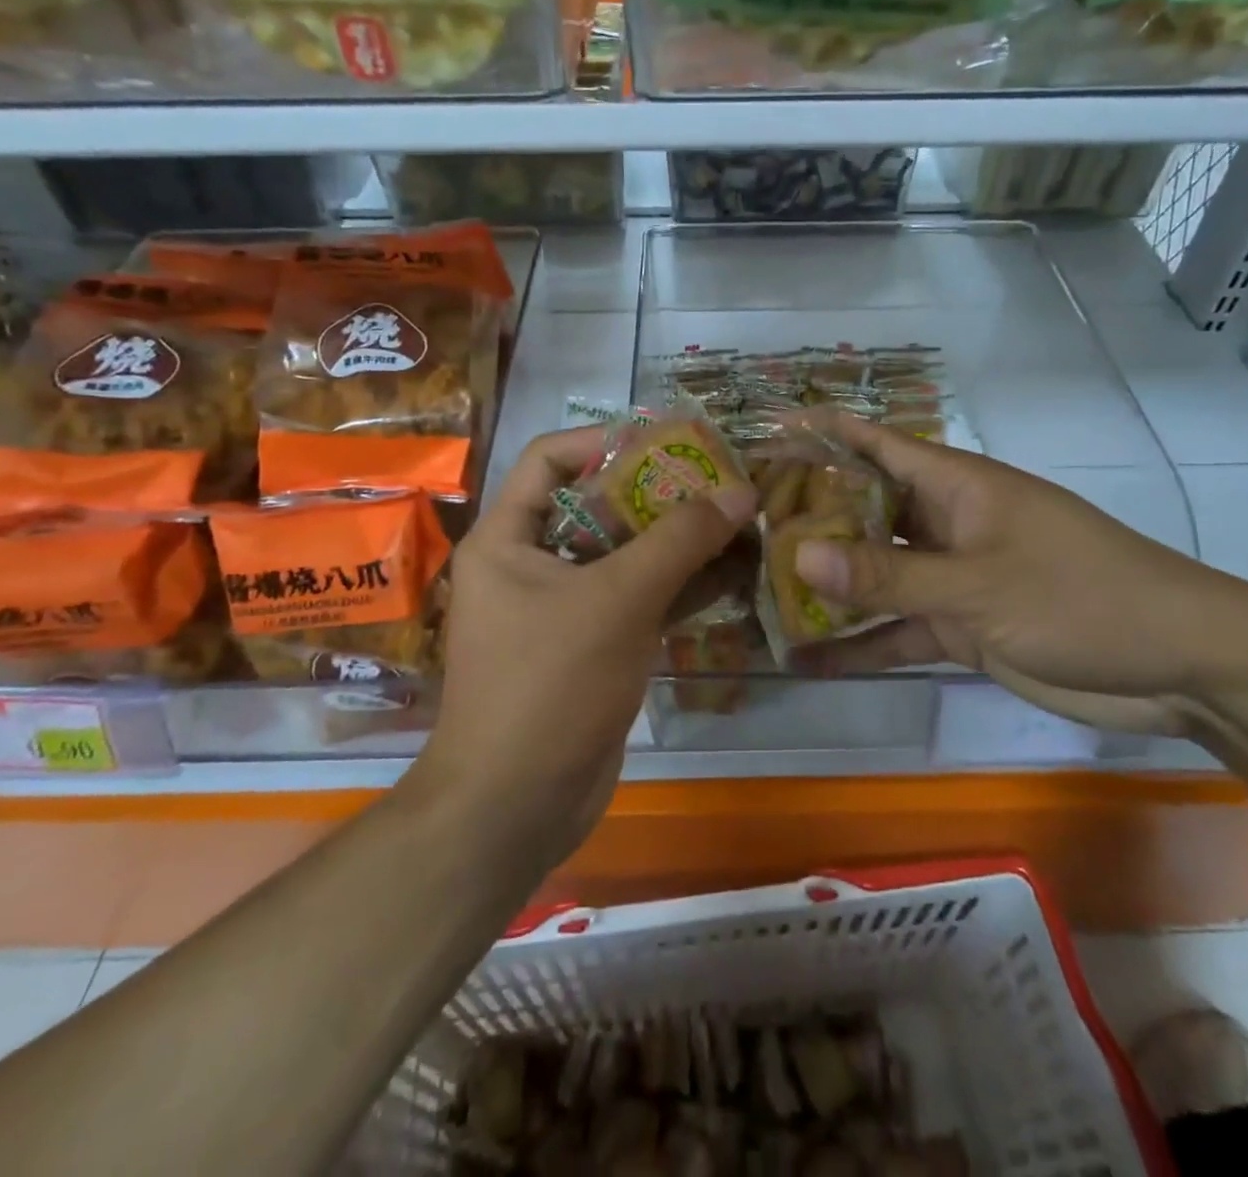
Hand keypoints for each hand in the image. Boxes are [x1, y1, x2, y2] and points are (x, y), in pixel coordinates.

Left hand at [411, 427, 757, 869]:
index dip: (608, 441)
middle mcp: (529, 564)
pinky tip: (729, 575)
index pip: (551, 458)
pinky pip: (635, 600)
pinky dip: (678, 586)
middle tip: (721, 483)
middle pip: (597, 506)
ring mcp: (561, 609)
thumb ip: (679, 540)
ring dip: (677, 542)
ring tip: (737, 522)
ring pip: (623, 556)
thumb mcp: (618, 600)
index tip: (671, 443)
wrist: (518, 806)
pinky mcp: (590, 647)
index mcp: (508, 538)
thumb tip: (739, 489)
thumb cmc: (551, 685)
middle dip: (659, 494)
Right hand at [790, 414, 1247, 735]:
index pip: (875, 445)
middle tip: (740, 527)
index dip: (822, 433)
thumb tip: (798, 555)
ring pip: (875, 574)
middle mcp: (945, 523)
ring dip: (827, 586)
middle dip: (808, 518)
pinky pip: (897, 629)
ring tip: (758, 593)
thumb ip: (887, 575)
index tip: (765, 433)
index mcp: (955, 486)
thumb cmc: (1082, 596)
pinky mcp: (962, 627)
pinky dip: (861, 643)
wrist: (1181, 665)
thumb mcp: (978, 585)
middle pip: (864, 511)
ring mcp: (952, 577)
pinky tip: (809, 659)